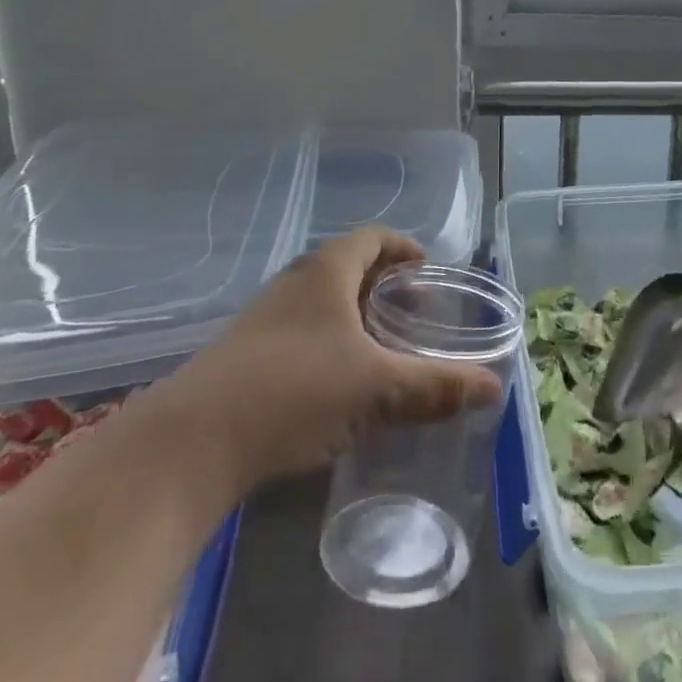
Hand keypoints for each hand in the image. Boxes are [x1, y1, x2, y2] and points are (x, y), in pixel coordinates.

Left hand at [158, 229, 502, 490]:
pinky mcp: (243, 356)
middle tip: (414, 312)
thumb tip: (493, 387)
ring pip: (321, 302)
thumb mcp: (377, 389)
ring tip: (382, 347)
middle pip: (347, 267)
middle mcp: (293, 285)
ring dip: (354, 316)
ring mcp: (262, 320)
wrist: (189, 444)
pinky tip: (338, 383)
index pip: (372, 237)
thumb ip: (436, 386)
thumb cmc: (295, 392)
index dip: (403, 247)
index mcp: (325, 272)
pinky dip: (328, 343)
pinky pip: (299, 333)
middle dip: (383, 284)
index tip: (427, 270)